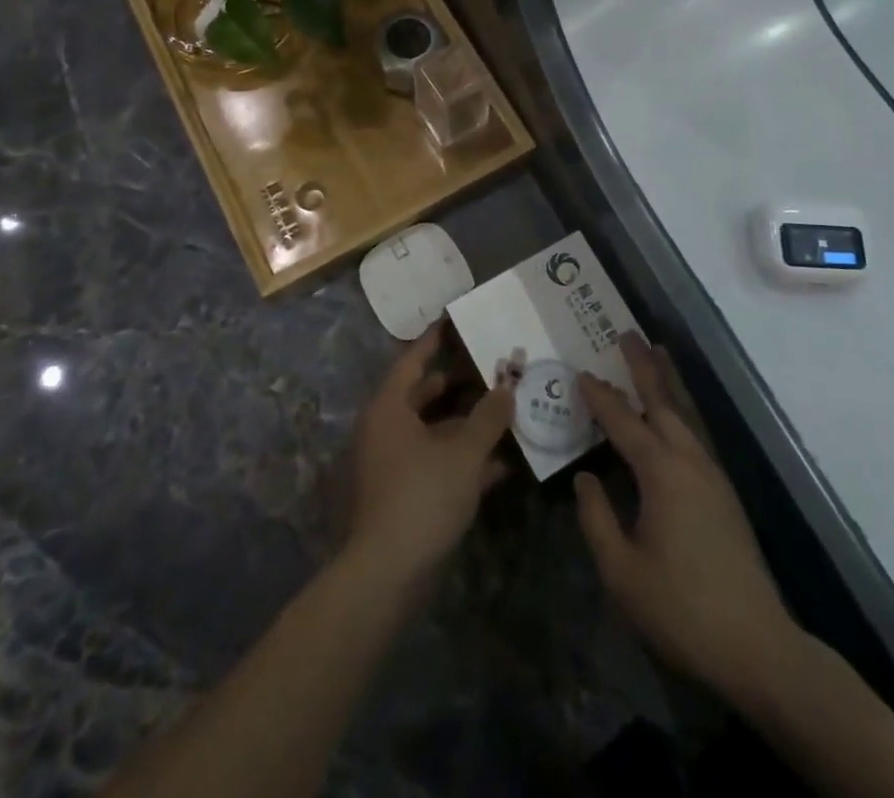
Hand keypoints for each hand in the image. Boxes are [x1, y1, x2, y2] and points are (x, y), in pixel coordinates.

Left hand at [343, 326, 512, 593]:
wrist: (387, 574)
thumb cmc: (422, 496)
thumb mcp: (464, 452)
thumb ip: (489, 416)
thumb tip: (508, 386)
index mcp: (389, 407)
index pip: (413, 360)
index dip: (435, 340)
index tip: (457, 320)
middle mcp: (385, 428)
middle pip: (424, 394)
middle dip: (461, 384)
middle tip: (494, 368)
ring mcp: (392, 462)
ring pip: (434, 431)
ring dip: (468, 425)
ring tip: (508, 412)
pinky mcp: (403, 493)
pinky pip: (435, 462)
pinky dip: (463, 459)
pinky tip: (501, 464)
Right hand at [574, 333, 800, 709]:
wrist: (757, 647)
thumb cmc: (681, 609)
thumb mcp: (622, 571)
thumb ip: (597, 518)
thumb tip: (586, 477)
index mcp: (661, 473)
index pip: (623, 422)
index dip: (599, 397)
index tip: (580, 372)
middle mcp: (689, 461)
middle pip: (663, 401)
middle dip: (643, 366)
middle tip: (627, 333)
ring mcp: (712, 476)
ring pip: (685, 414)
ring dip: (668, 381)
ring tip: (657, 352)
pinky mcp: (724, 493)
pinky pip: (696, 434)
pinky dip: (681, 410)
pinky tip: (675, 415)